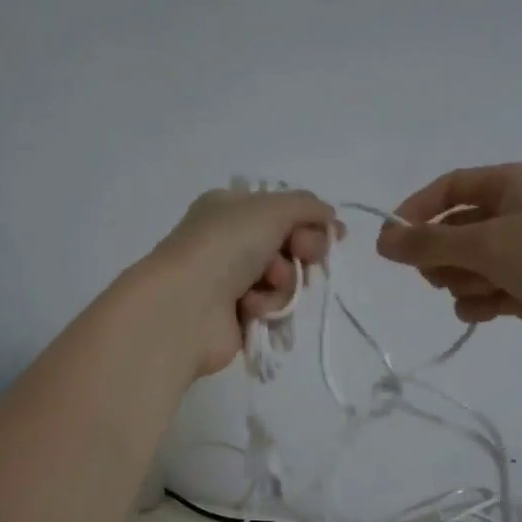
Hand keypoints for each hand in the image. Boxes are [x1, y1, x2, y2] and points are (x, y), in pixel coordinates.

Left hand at [146, 186, 336, 377]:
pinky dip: (268, 307)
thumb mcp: (272, 209)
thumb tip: (328, 215)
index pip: (283, 210)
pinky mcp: (236, 316)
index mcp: (230, 208)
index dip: (311, 222)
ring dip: (284, 283)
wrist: (187, 307)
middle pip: (289, 246)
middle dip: (301, 252)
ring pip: (284, 280)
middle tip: (302, 255)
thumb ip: (306, 206)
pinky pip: (271, 309)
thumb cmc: (226, 246)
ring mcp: (231, 281)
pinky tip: (251, 309)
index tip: (334, 233)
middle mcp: (229, 241)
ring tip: (265, 286)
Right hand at [376, 162, 521, 365]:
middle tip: (440, 274)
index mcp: (510, 184)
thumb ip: (428, 243)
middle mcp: (514, 213)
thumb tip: (382, 241)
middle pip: (452, 231)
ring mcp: (521, 254)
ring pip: (465, 267)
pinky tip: (491, 312)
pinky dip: (480, 303)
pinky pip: (484, 293)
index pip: (448, 189)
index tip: (391, 243)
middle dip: (442, 257)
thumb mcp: (486, 243)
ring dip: (463, 283)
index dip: (416, 212)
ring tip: (484, 292)